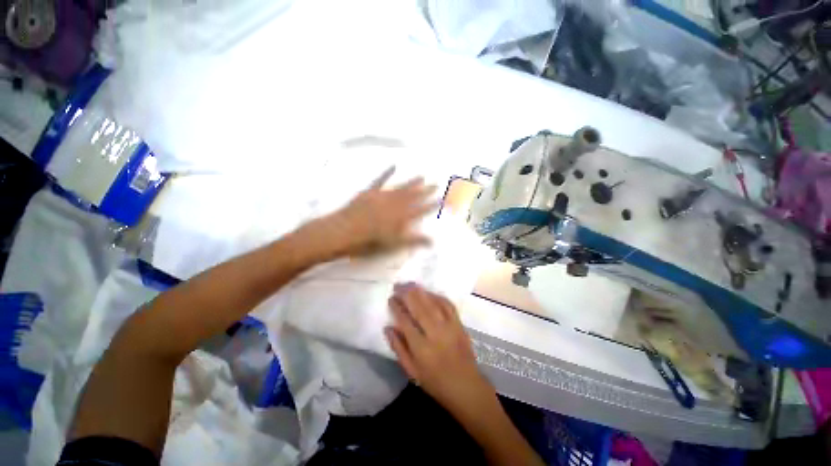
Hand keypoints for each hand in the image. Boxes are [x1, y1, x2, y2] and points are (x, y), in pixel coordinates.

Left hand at [327, 167, 437, 256]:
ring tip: (423, 176)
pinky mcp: (369, 192)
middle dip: (426, 190)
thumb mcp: (394, 245)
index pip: (423, 209)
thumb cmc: (368, 242)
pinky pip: (380, 180)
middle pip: (414, 196)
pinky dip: (387, 172)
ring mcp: (382, 196)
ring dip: (412, 182)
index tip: (446, 199)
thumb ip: (414, 240)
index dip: (435, 204)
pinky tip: (394, 165)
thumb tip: (434, 241)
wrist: (342, 232)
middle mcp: (395, 204)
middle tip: (437, 183)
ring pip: (401, 187)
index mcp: (402, 217)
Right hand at [385, 283, 494, 414]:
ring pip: (433, 303)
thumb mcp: (412, 371)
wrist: (466, 386)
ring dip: (420, 291)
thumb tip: (387, 328)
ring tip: (410, 284)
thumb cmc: (435, 382)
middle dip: (407, 294)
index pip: (405, 321)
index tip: (391, 298)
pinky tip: (429, 292)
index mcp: (421, 348)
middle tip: (398, 285)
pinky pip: (448, 305)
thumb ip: (398, 348)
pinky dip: (437, 296)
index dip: (397, 307)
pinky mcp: (459, 324)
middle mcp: (435, 333)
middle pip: (419, 308)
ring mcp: (449, 326)